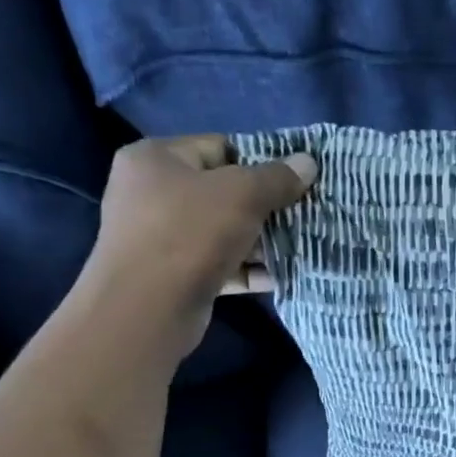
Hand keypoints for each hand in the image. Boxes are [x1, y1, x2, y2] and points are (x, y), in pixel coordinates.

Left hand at [79, 134, 316, 354]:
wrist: (147, 308)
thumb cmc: (190, 233)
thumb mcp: (242, 194)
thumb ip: (277, 177)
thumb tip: (308, 162)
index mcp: (156, 159)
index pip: (219, 147)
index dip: (261, 161)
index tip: (296, 179)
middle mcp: (151, 193)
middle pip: (223, 192)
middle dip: (266, 205)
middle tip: (303, 213)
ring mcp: (161, 237)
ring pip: (224, 231)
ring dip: (262, 240)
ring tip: (302, 244)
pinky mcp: (175, 275)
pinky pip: (221, 264)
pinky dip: (249, 269)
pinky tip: (283, 275)